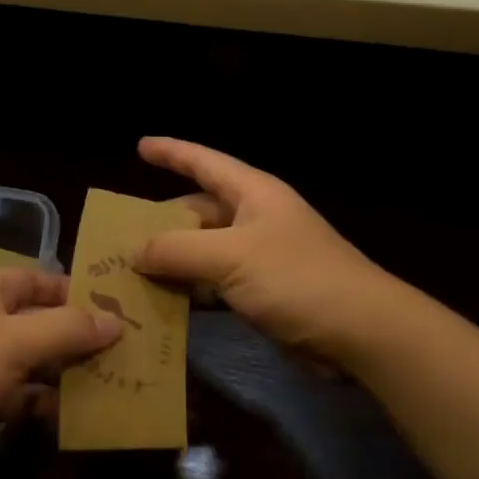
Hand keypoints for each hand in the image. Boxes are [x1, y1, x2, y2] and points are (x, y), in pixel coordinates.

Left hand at [0, 267, 119, 478]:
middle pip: (39, 322)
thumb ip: (67, 328)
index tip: (119, 309)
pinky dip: (43, 403)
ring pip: (32, 361)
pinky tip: (75, 416)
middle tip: (125, 352)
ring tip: (112, 384)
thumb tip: (116, 321)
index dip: (77, 291)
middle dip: (77, 337)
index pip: (40, 279)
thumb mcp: (14, 341)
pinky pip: (18, 396)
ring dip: (65, 373)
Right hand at [131, 137, 395, 366]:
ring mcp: (258, 257)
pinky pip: (214, 283)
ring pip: (202, 250)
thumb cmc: (297, 278)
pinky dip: (189, 291)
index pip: (204, 162)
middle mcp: (254, 219)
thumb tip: (134, 251)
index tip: (140, 145)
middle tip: (117, 237)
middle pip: (197, 210)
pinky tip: (161, 303)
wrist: (361, 332)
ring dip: (171, 261)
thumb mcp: (231, 257)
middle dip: (160, 222)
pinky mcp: (261, 292)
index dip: (172, 152)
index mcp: (253, 194)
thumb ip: (177, 250)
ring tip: (127, 272)